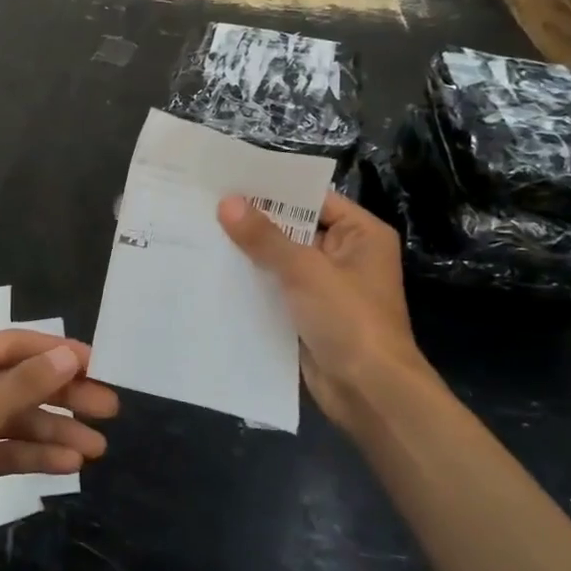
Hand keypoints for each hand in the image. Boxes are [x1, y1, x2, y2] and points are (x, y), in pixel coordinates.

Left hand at [0, 331, 118, 570]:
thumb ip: (24, 386)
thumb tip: (69, 354)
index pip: (13, 346)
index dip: (57, 353)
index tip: (98, 364)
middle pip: (19, 382)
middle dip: (63, 396)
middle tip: (110, 409)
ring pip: (16, 418)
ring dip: (54, 431)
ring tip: (98, 448)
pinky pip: (5, 448)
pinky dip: (34, 455)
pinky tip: (69, 466)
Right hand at [218, 192, 428, 437]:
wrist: (369, 392)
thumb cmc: (349, 319)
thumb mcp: (305, 270)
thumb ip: (265, 236)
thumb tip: (227, 202)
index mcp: (360, 234)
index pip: (313, 198)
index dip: (274, 189)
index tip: (230, 179)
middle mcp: (345, 255)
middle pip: (294, 228)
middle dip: (254, 221)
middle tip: (206, 203)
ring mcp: (325, 287)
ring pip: (280, 261)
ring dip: (249, 253)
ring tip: (202, 232)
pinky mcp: (307, 314)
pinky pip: (275, 289)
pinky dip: (251, 283)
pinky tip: (213, 271)